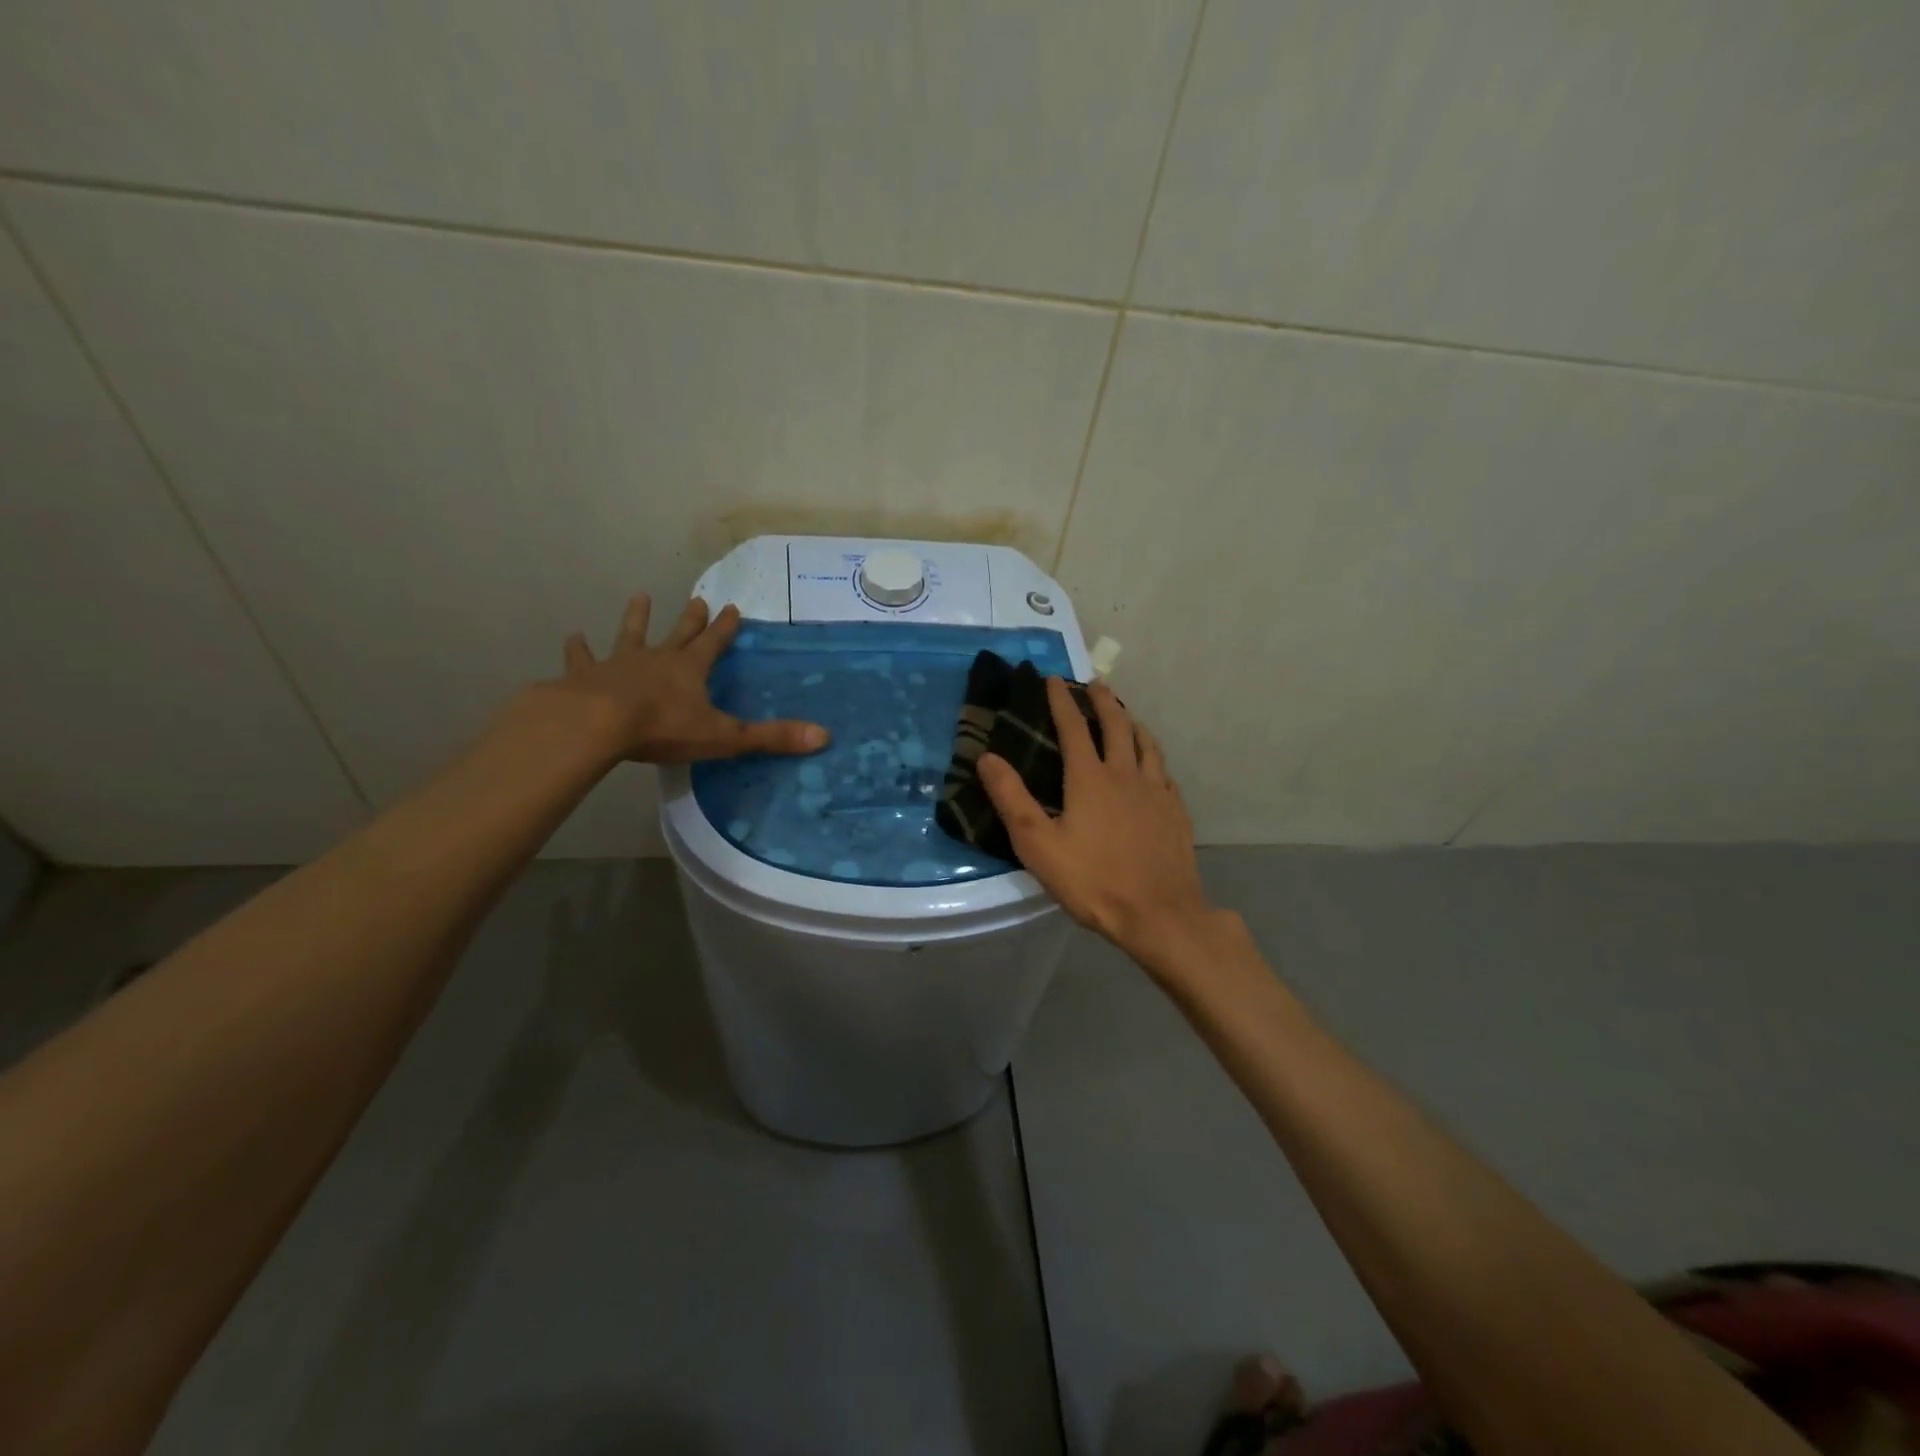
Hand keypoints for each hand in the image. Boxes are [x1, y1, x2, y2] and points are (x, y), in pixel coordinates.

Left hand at [553, 593, 828, 764]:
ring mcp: (618, 664)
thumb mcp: (725, 736)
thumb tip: (824, 736)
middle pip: (678, 633)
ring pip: (630, 635)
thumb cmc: (663, 728)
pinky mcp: (585, 677)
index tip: (732, 607)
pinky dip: (579, 650)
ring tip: (639, 596)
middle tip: (697, 598)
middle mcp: (657, 659)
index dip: (725, 628)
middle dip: (691, 619)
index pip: (714, 643)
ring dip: (636, 618)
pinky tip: (573, 637)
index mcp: (690, 670)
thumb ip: (771, 737)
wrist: (598, 723)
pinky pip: (583, 660)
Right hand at [978, 678, 1215, 969]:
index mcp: (1090, 778)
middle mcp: (1126, 774)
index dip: (1061, 700)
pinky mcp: (1176, 813)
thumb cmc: (1092, 880)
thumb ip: (1012, 799)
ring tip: (1126, 715)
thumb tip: (987, 757)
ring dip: (1133, 723)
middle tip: (1095, 684)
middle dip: (1103, 701)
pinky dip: (1153, 758)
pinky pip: (1164, 773)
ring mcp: (1156, 792)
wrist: (1159, 914)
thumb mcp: (1038, 844)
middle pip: (1116, 725)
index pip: (1073, 727)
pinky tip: (1153, 767)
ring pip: (1146, 745)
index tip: (1054, 678)